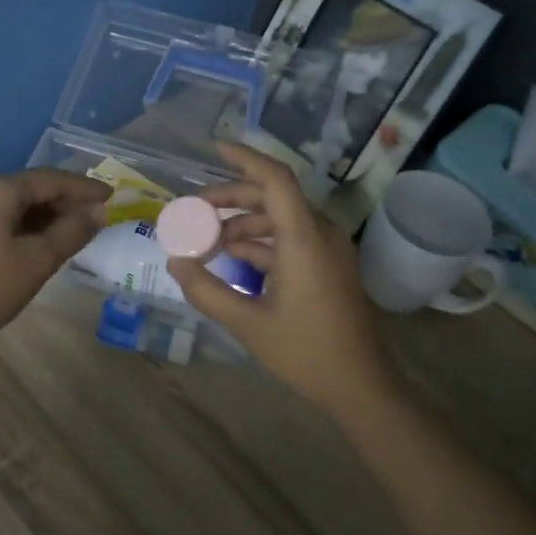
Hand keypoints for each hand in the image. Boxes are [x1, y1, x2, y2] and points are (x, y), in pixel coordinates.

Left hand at [0, 169, 108, 361]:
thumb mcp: (36, 262)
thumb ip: (71, 232)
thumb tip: (98, 211)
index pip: (50, 179)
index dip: (83, 188)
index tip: (111, 195)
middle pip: (27, 189)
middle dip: (62, 203)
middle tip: (93, 218)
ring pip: (8, 206)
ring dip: (40, 217)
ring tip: (68, 234)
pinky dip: (17, 228)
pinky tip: (31, 246)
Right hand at [168, 143, 400, 417]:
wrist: (360, 386)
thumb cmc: (306, 352)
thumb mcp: (247, 323)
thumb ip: (206, 290)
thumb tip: (175, 262)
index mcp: (304, 239)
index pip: (276, 179)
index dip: (245, 158)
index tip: (215, 148)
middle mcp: (320, 234)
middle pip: (273, 197)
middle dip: (231, 199)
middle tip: (194, 212)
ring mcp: (328, 250)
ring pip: (280, 220)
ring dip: (243, 224)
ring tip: (207, 242)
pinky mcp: (328, 266)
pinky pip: (291, 240)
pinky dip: (261, 243)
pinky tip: (232, 258)